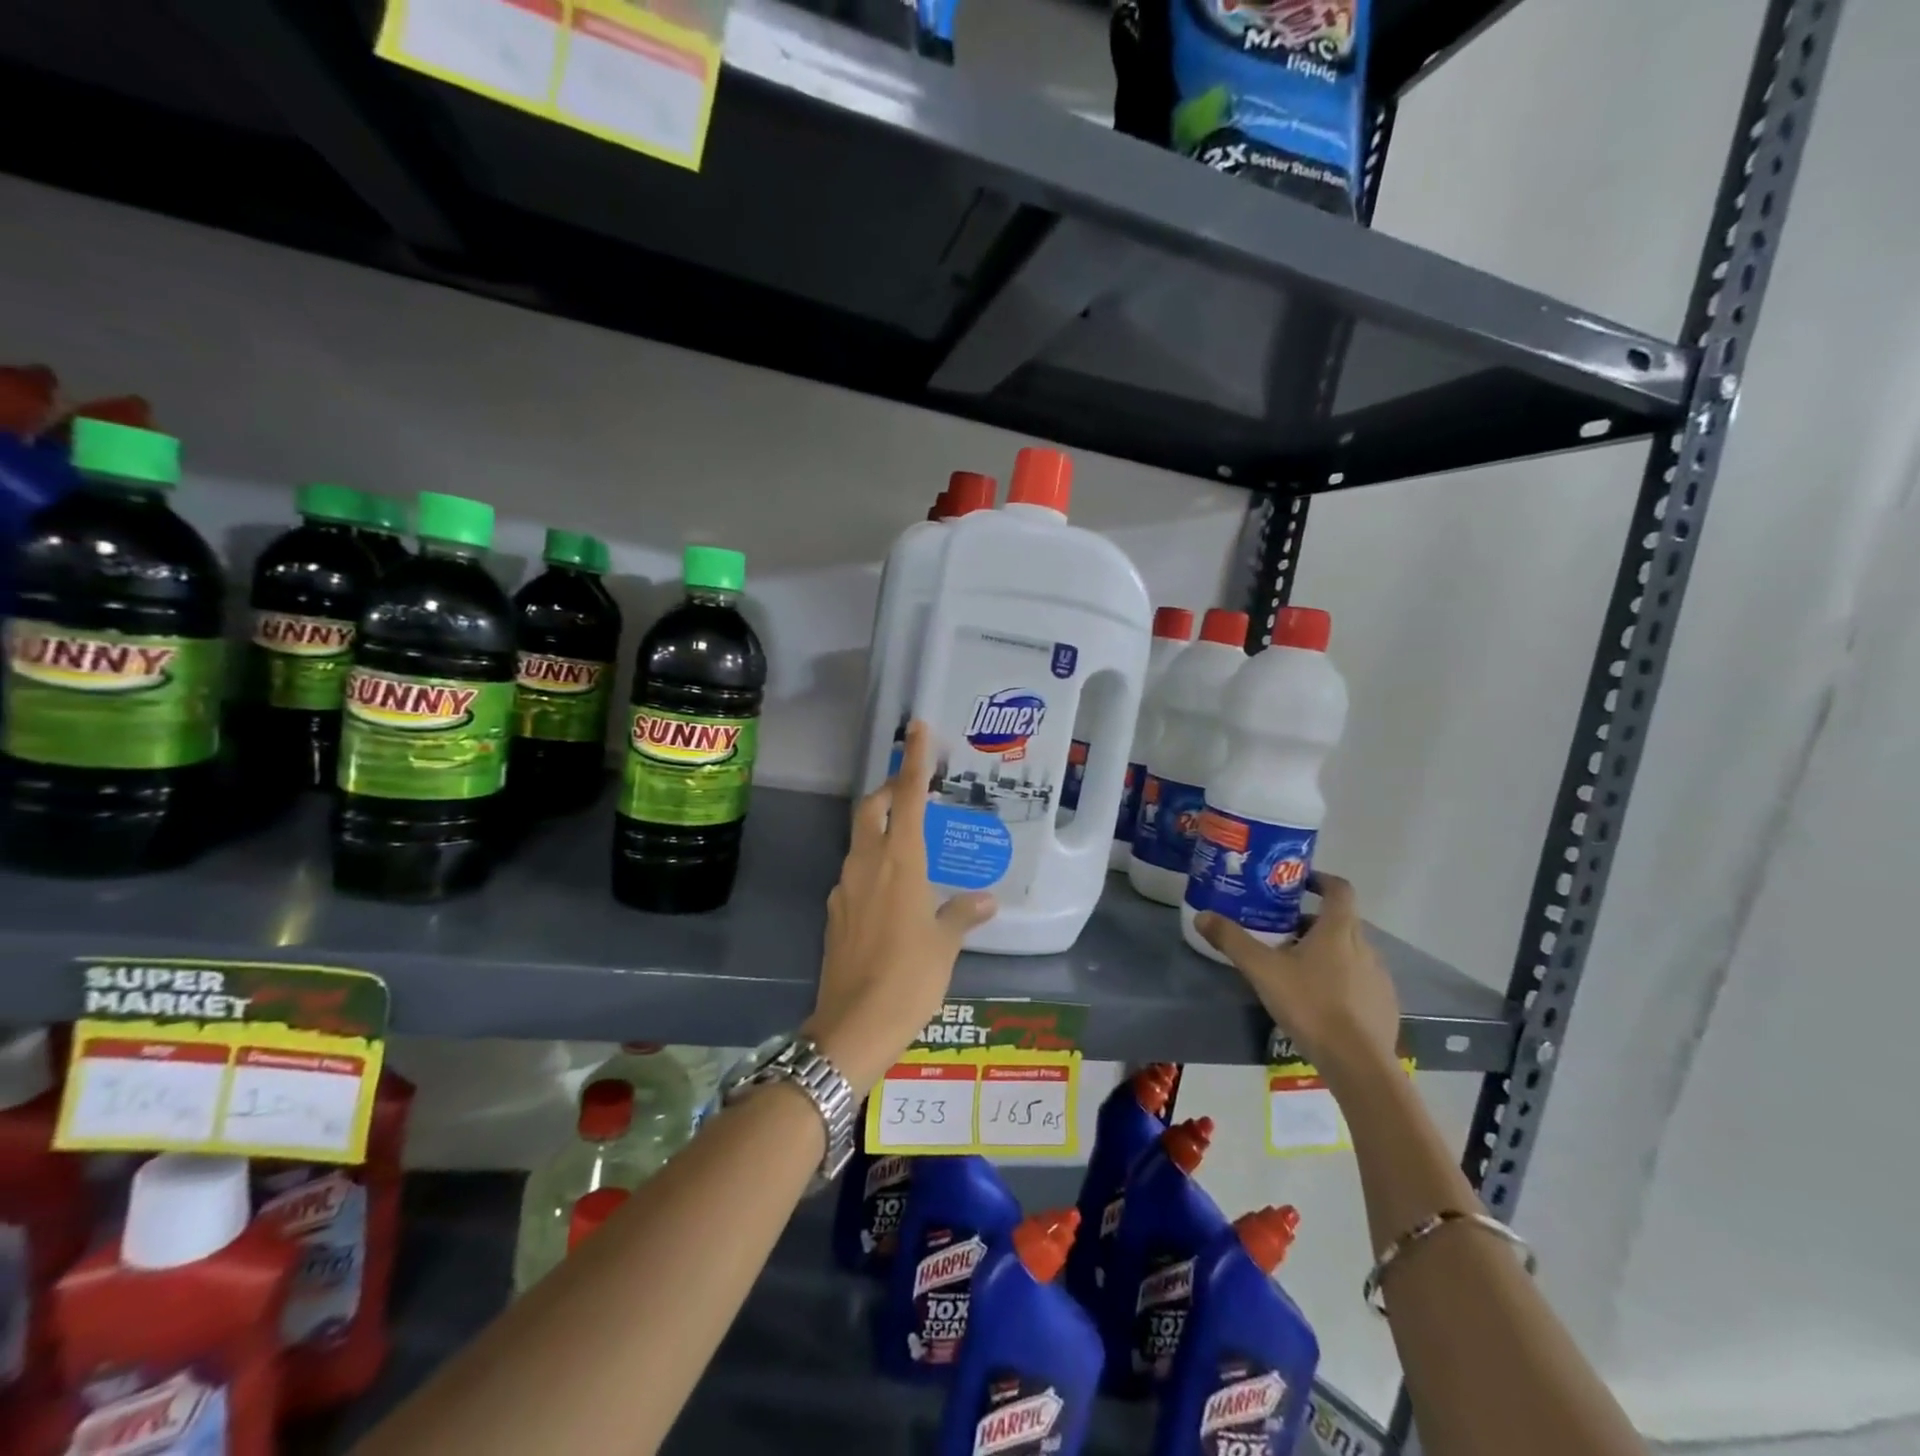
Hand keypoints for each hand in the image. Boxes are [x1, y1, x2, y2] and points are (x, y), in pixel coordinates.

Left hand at [805, 722, 996, 1089]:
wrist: (853, 1026)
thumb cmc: (909, 979)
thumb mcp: (944, 945)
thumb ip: (962, 915)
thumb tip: (985, 901)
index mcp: (901, 863)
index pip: (909, 797)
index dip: (913, 760)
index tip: (917, 727)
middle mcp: (867, 864)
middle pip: (872, 808)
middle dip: (890, 789)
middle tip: (914, 789)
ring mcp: (845, 887)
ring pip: (860, 839)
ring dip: (880, 826)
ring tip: (910, 839)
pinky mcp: (835, 911)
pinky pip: (855, 872)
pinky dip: (873, 863)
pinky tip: (893, 890)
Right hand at [1194, 873, 1399, 1083]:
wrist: (1359, 1064)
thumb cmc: (1311, 1005)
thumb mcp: (1262, 970)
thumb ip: (1232, 941)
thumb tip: (1202, 915)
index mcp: (1339, 930)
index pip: (1339, 889)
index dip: (1320, 880)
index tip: (1299, 883)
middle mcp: (1365, 946)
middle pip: (1340, 921)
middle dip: (1312, 921)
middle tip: (1281, 931)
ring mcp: (1379, 977)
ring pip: (1350, 952)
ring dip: (1326, 951)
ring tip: (1296, 968)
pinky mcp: (1384, 1006)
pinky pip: (1360, 980)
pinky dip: (1341, 980)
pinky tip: (1320, 1002)